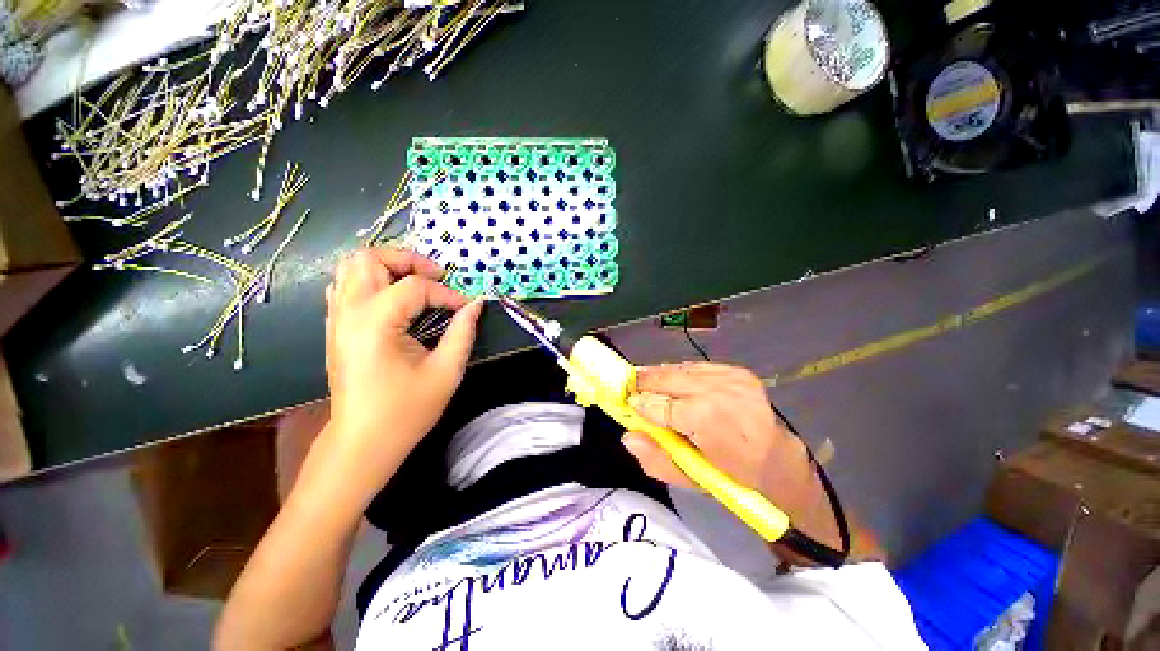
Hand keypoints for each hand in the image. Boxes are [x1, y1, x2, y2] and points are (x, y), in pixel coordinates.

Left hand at [324, 249, 483, 482]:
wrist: (363, 442)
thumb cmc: (407, 410)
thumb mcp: (446, 372)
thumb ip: (463, 333)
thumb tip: (476, 305)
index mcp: (375, 324)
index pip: (414, 287)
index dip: (447, 294)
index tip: (466, 309)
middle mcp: (349, 313)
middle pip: (369, 258)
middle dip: (408, 261)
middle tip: (435, 278)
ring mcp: (336, 319)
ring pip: (351, 267)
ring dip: (387, 267)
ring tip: (415, 284)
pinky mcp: (334, 328)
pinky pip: (344, 286)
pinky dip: (370, 281)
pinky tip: (392, 300)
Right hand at [623, 363, 815, 515]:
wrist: (777, 459)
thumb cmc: (732, 476)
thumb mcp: (691, 479)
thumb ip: (656, 459)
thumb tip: (628, 436)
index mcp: (711, 423)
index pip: (662, 405)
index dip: (641, 403)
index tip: (626, 403)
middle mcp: (721, 393)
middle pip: (669, 379)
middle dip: (645, 381)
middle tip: (629, 387)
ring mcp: (732, 378)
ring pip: (680, 369)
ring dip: (660, 376)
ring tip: (648, 383)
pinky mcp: (736, 371)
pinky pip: (695, 366)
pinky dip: (679, 373)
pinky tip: (674, 382)